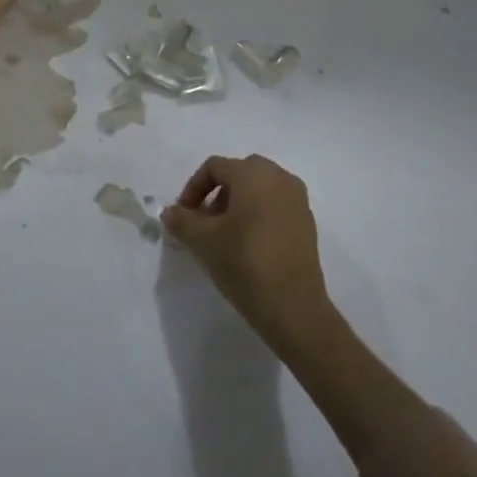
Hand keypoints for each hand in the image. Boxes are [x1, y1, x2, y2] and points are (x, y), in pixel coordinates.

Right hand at [162, 155, 331, 346]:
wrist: (294, 308)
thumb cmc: (244, 263)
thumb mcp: (203, 241)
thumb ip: (181, 220)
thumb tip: (169, 212)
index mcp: (253, 173)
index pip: (214, 167)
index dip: (193, 188)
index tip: (184, 216)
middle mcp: (279, 177)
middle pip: (238, 174)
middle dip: (216, 194)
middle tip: (204, 223)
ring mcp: (297, 200)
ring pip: (258, 189)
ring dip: (237, 205)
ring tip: (224, 235)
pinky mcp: (307, 223)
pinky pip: (275, 206)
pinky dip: (258, 215)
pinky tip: (248, 245)